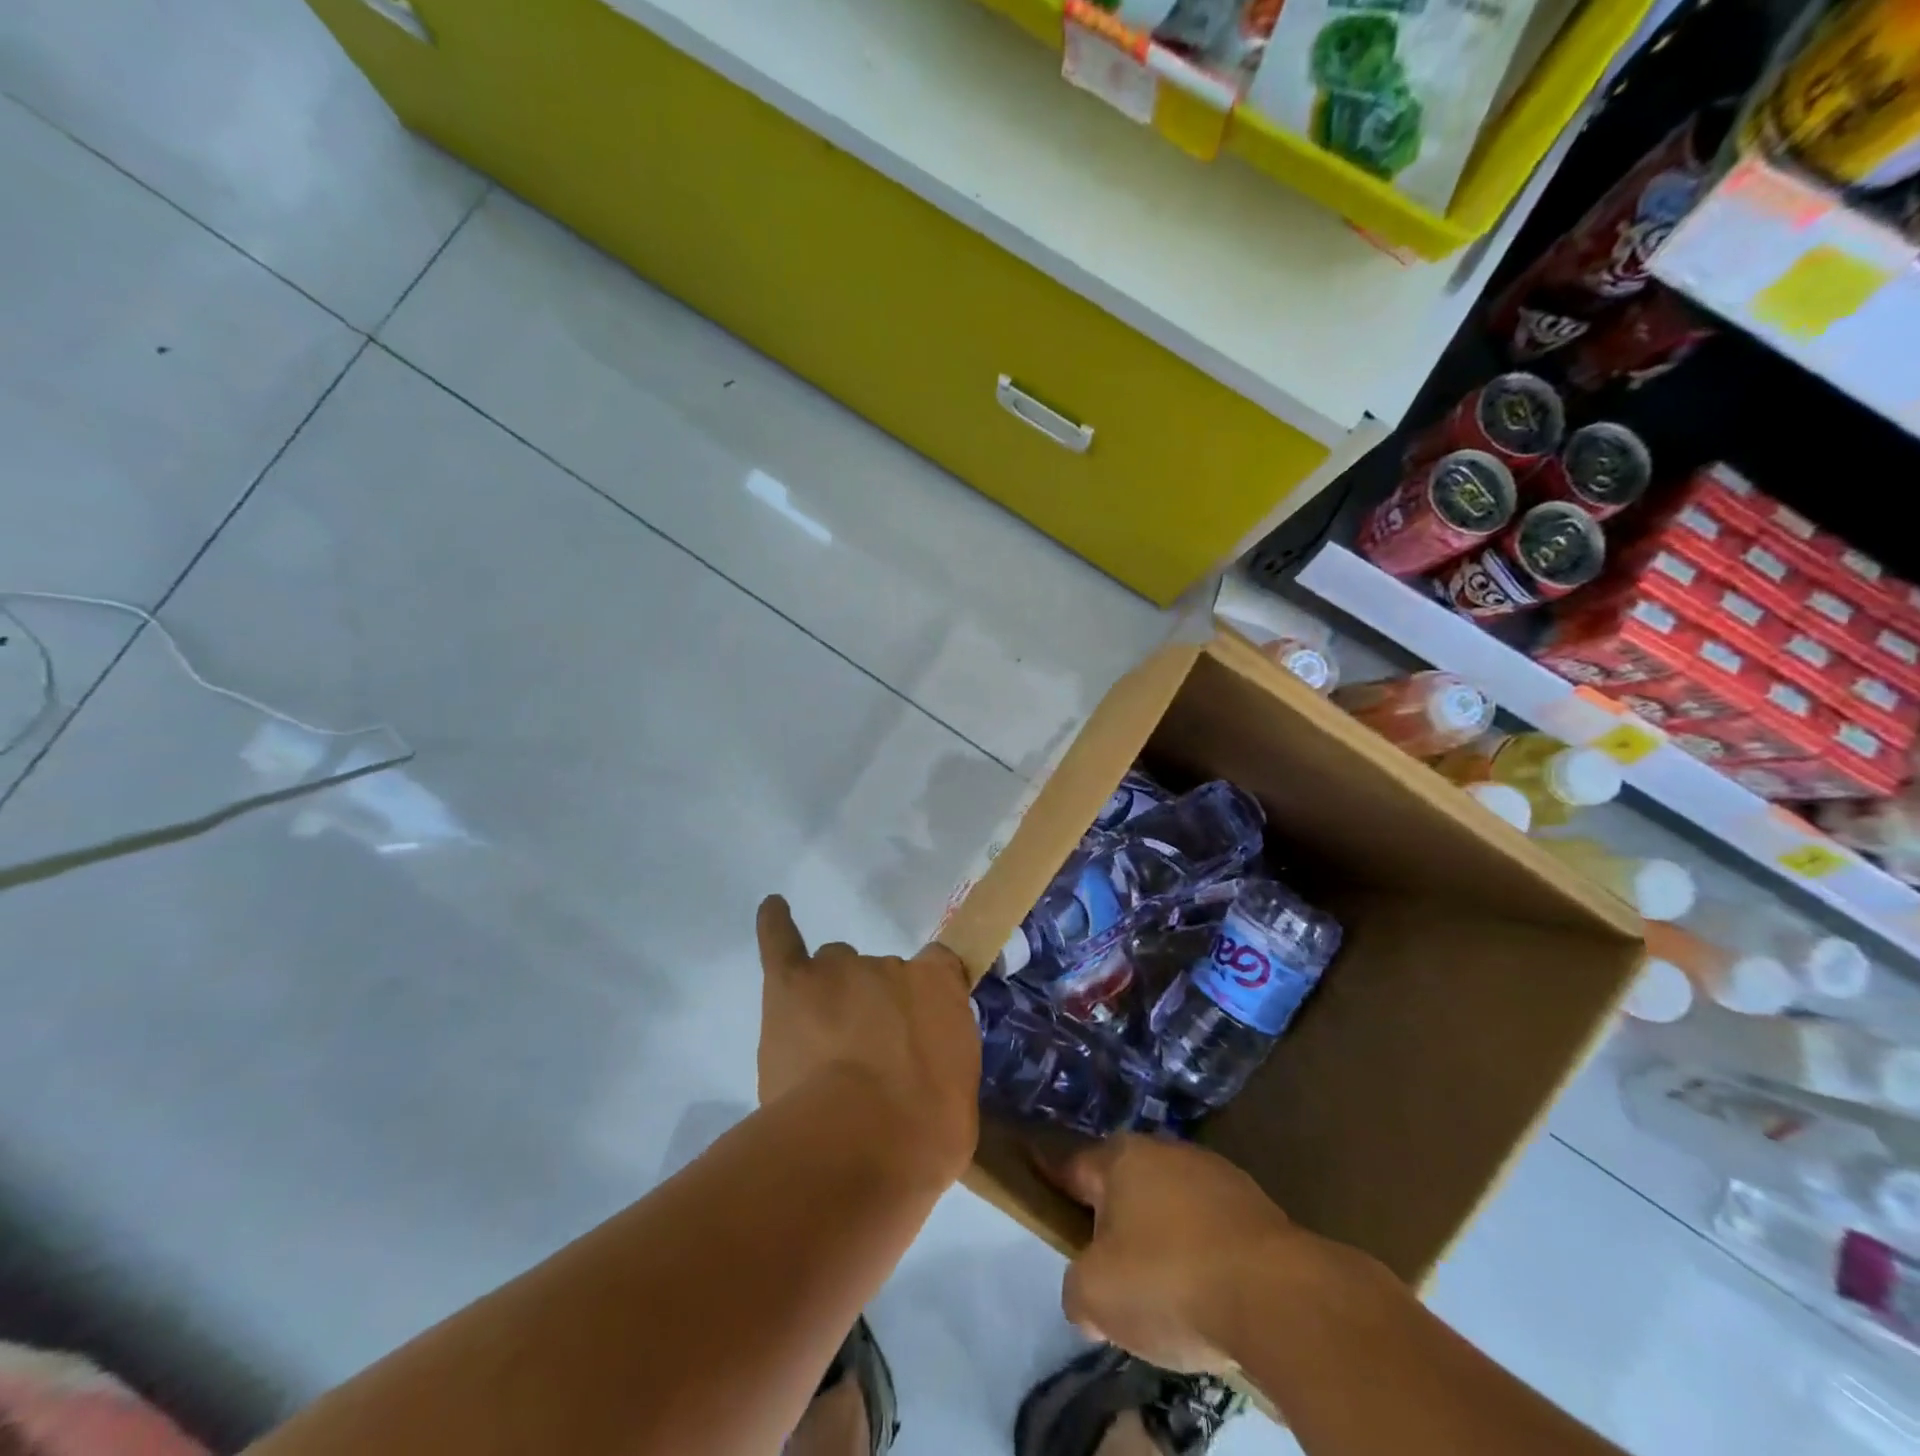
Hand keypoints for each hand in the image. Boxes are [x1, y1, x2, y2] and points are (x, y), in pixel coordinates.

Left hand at [755, 895, 980, 1180]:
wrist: (855, 1146)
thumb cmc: (921, 1136)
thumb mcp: (959, 1099)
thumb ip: (942, 1062)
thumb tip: (926, 1067)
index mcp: (939, 987)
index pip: (937, 968)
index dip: (924, 998)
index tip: (918, 1030)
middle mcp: (889, 965)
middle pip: (877, 973)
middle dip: (873, 1007)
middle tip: (865, 1057)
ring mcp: (836, 970)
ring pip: (832, 968)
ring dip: (830, 995)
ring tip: (822, 1041)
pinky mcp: (789, 984)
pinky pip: (782, 941)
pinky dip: (776, 923)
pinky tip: (773, 906)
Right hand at [1043, 1135, 1317, 1372]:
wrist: (1278, 1297)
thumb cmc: (1171, 1281)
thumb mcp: (1096, 1296)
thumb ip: (1076, 1290)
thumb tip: (1089, 1294)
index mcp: (1121, 1159)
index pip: (1072, 1165)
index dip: (1053, 1179)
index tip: (1039, 1182)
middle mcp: (1165, 1151)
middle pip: (1124, 1184)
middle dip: (1112, 1218)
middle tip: (1107, 1267)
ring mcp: (1215, 1174)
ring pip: (1170, 1204)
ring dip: (1161, 1236)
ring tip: (1163, 1289)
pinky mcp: (1256, 1207)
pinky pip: (1210, 1228)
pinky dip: (1202, 1252)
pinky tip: (1208, 1292)